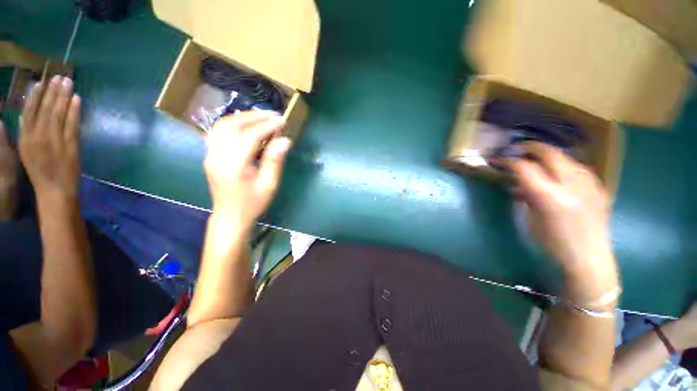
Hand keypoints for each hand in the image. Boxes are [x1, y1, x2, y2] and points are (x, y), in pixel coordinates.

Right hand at [19, 76, 80, 200]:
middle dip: (52, 91)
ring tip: (67, 82)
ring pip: (59, 113)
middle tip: (59, 77)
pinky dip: (74, 111)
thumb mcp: (26, 150)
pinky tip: (77, 99)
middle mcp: (39, 135)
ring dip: (63, 96)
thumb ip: (26, 131)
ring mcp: (55, 139)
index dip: (36, 94)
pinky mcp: (70, 144)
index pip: (30, 110)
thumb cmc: (39, 170)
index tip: (42, 82)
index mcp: (25, 137)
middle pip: (45, 108)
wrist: (55, 189)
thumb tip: (26, 113)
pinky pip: (73, 124)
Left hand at [204, 111, 290, 228]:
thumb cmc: (253, 203)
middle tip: (273, 115)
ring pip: (222, 125)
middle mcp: (217, 155)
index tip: (282, 121)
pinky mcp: (209, 155)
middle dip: (254, 116)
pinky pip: (218, 131)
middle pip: (232, 125)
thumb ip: (275, 161)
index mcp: (233, 165)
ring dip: (242, 117)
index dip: (267, 126)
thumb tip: (285, 140)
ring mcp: (210, 154)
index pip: (249, 136)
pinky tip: (246, 125)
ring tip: (261, 117)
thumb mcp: (269, 185)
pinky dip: (233, 123)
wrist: (231, 216)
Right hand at [503, 142, 617, 298]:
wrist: (589, 260)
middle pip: (550, 154)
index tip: (498, 159)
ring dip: (549, 156)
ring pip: (567, 158)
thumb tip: (519, 185)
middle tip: (518, 148)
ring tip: (538, 161)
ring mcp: (589, 185)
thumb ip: (527, 197)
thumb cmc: (552, 244)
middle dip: (531, 147)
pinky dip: (565, 166)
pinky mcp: (599, 189)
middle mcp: (572, 186)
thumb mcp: (531, 220)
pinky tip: (561, 174)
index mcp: (550, 197)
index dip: (509, 161)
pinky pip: (579, 169)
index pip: (525, 168)